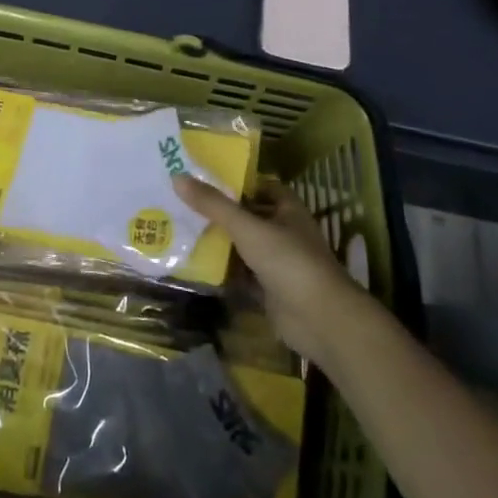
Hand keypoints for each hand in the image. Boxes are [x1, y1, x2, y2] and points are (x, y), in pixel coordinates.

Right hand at [174, 174, 377, 368]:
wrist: (320, 320)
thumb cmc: (289, 261)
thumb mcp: (248, 228)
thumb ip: (214, 205)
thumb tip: (177, 177)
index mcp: (287, 209)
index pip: (260, 186)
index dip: (235, 181)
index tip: (202, 177)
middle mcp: (284, 231)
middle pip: (248, 216)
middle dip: (220, 212)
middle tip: (182, 203)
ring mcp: (278, 262)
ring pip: (244, 246)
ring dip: (219, 241)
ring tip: (181, 229)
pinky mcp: (270, 289)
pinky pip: (242, 274)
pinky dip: (223, 271)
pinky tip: (195, 265)